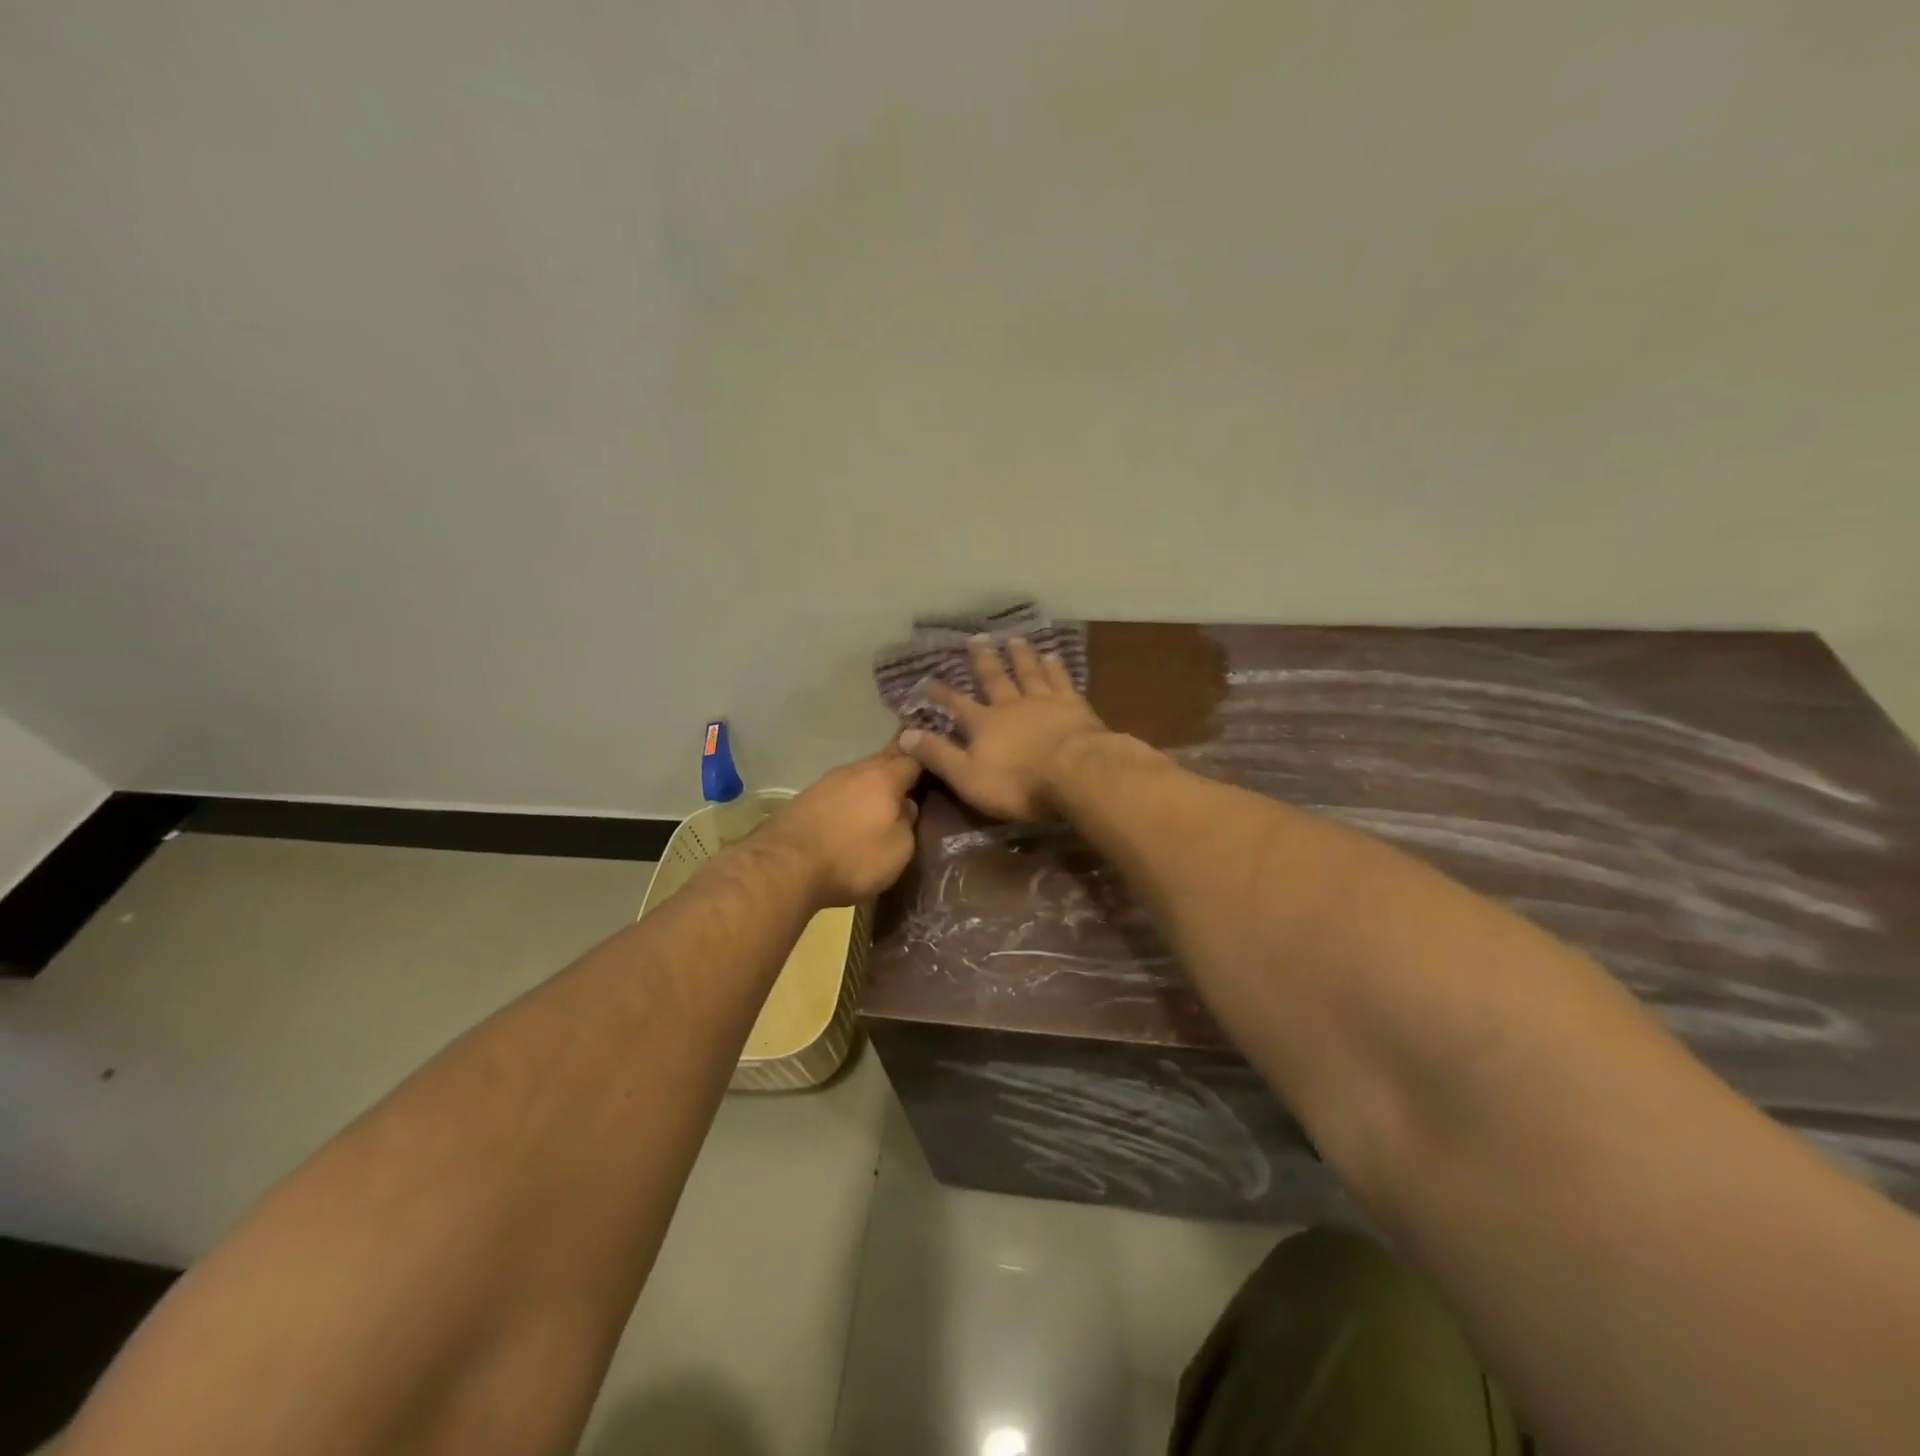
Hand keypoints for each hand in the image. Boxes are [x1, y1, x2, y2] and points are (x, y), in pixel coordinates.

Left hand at [766, 745, 922, 905]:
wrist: (785, 866)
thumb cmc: (852, 857)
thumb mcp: (899, 849)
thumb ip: (909, 822)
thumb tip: (907, 806)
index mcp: (884, 776)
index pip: (914, 757)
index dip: (929, 761)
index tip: (940, 769)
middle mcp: (855, 770)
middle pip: (885, 761)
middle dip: (900, 771)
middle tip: (916, 785)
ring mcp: (827, 782)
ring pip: (860, 776)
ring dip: (872, 787)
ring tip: (883, 805)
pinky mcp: (806, 798)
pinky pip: (839, 792)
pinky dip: (850, 800)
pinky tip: (852, 817)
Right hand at [897, 636, 1110, 821]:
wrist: (1076, 773)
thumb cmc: (1018, 783)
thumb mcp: (967, 776)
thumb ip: (938, 755)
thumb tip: (905, 734)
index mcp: (984, 724)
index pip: (957, 706)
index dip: (941, 695)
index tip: (927, 681)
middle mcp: (1011, 705)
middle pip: (995, 678)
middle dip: (983, 660)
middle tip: (976, 638)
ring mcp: (1044, 701)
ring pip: (1028, 672)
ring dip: (1020, 656)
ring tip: (1014, 639)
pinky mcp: (1074, 705)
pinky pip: (1061, 679)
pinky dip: (1055, 666)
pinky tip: (1053, 655)